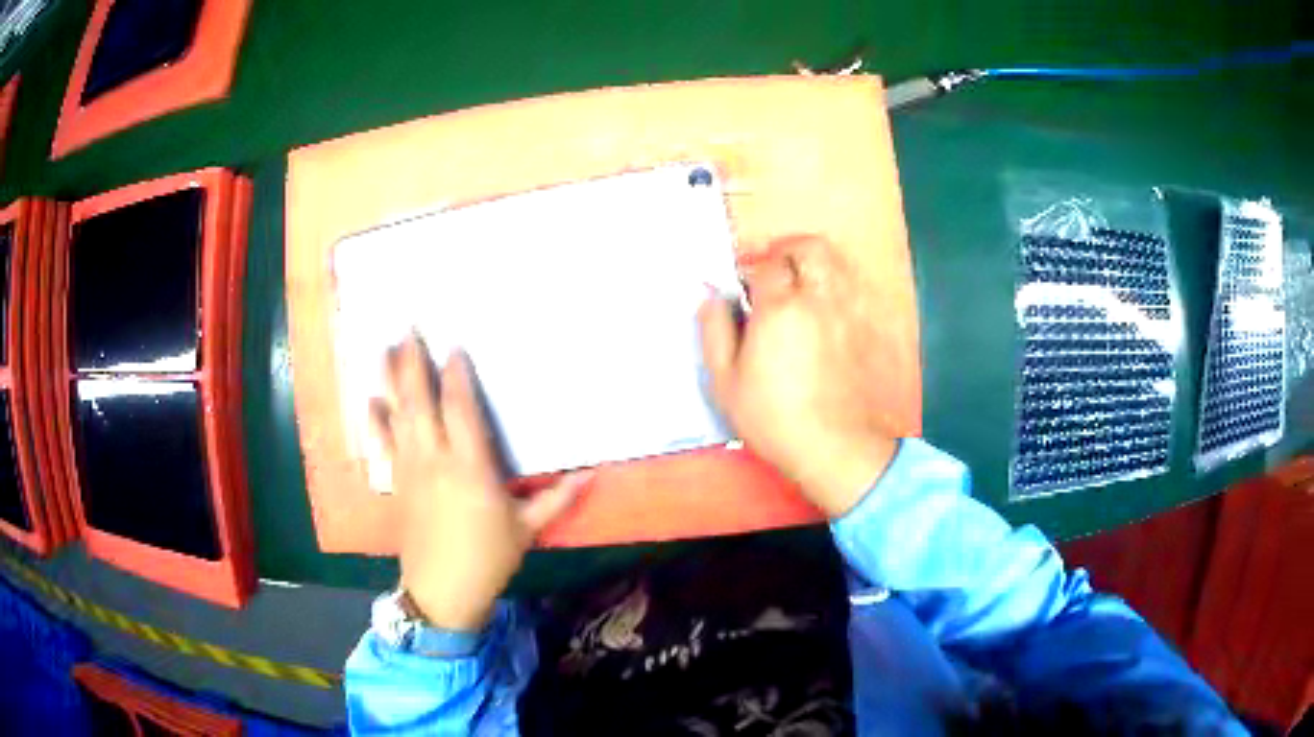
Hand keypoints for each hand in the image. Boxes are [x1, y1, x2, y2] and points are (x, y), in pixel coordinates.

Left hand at [370, 337, 588, 631]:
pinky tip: (371, 400)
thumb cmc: (488, 558)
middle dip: (413, 362)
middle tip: (409, 327)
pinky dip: (375, 420)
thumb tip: (592, 474)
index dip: (457, 373)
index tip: (454, 344)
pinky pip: (382, 444)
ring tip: (386, 346)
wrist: (441, 591)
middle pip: (420, 400)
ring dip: (390, 379)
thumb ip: (557, 498)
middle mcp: (435, 459)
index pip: (461, 408)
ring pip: (397, 414)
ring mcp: (411, 469)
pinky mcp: (398, 482)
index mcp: (471, 466)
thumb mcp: (527, 529)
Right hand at [698, 235, 898, 517]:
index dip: (750, 265)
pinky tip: (822, 307)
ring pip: (837, 263)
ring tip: (797, 283)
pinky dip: (835, 285)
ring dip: (813, 263)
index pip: (767, 263)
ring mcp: (848, 312)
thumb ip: (714, 330)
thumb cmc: (773, 418)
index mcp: (780, 308)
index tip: (740, 282)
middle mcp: (819, 299)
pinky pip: (853, 288)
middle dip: (787, 249)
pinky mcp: (866, 328)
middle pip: (810, 248)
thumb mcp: (725, 382)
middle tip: (771, 268)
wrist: (834, 446)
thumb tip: (708, 295)